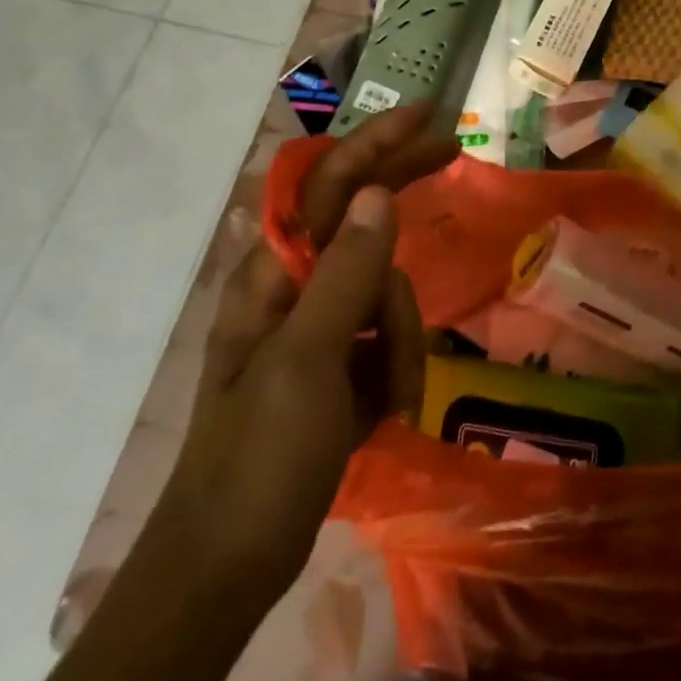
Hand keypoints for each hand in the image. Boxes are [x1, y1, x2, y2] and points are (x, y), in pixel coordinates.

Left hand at [150, 107, 456, 610]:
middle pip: (359, 220)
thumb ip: (345, 274)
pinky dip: (395, 367)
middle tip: (451, 155)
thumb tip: (377, 193)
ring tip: (389, 398)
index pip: (328, 186)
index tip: (429, 115)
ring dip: (400, 338)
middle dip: (402, 195)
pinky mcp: (335, 366)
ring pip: (384, 290)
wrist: (229, 564)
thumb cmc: (258, 461)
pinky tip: (385, 412)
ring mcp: (316, 329)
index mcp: (272, 276)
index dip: (376, 143)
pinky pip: (385, 338)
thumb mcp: (307, 362)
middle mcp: (293, 288)